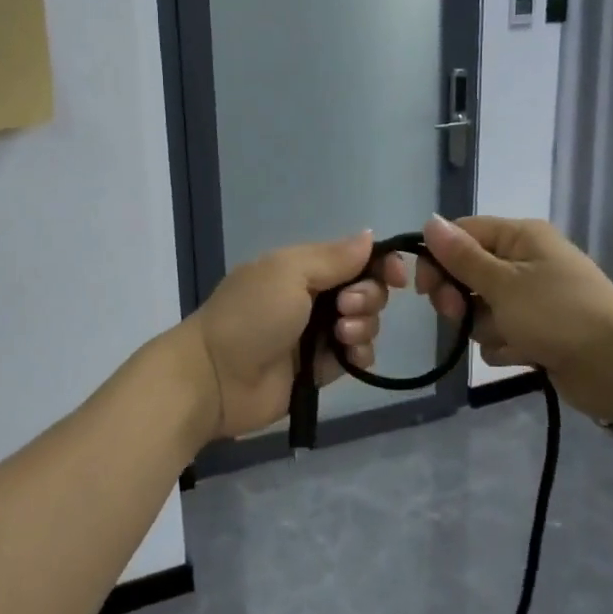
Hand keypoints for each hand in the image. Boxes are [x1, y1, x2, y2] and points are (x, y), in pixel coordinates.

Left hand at [184, 231, 407, 438]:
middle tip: (343, 309)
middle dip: (368, 297)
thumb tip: (369, 236)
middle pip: (367, 290)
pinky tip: (349, 355)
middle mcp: (314, 298)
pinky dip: (360, 354)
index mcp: (303, 268)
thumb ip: (333, 257)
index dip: (381, 264)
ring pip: (366, 324)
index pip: (355, 258)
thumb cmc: (251, 315)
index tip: (396, 275)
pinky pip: (357, 357)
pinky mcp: (322, 370)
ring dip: (364, 326)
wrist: (216, 377)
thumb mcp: (288, 273)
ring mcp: (318, 335)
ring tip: (341, 335)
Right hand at [417, 214, 612, 423]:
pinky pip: (500, 335)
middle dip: (460, 299)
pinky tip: (524, 355)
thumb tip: (429, 220)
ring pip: (480, 309)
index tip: (425, 290)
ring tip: (510, 337)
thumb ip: (462, 256)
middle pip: (467, 274)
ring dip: (486, 328)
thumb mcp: (503, 282)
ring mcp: (531, 299)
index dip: (438, 259)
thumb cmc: (558, 314)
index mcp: (520, 237)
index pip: (461, 234)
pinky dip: (505, 346)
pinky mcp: (537, 331)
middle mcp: (524, 262)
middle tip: (459, 315)